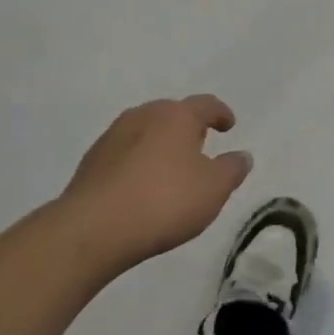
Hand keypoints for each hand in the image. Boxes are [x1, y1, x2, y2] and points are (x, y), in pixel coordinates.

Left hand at [63, 96, 250, 267]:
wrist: (92, 230)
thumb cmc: (164, 202)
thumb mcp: (213, 189)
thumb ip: (232, 169)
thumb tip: (242, 156)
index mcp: (177, 115)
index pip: (206, 104)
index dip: (220, 114)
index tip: (229, 125)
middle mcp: (144, 115)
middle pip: (172, 113)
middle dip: (188, 127)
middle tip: (200, 146)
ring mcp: (113, 136)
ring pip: (145, 131)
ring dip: (160, 144)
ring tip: (169, 168)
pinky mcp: (91, 161)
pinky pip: (124, 153)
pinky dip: (137, 162)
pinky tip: (140, 186)